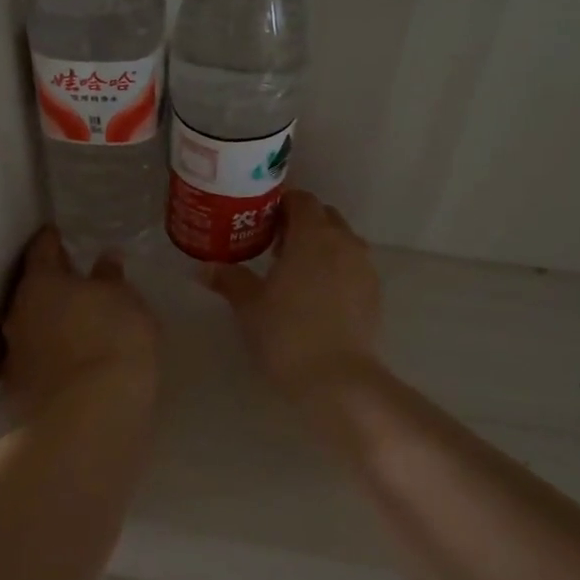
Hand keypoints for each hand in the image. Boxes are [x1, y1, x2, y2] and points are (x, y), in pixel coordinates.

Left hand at [1, 228, 158, 416]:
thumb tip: (104, 262)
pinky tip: (78, 360)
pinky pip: (41, 358)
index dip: (52, 239)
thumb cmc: (112, 341)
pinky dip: (57, 353)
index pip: (42, 249)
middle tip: (77, 280)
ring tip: (82, 323)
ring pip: (35, 326)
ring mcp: (16, 354)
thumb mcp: (126, 302)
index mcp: (41, 282)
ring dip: (54, 321)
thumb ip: (113, 280)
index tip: (59, 233)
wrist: (88, 419)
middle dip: (54, 284)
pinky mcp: (22, 389)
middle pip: (34, 290)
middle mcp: (18, 313)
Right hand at [203, 191, 381, 398]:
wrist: (337, 379)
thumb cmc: (286, 334)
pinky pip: (352, 266)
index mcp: (312, 235)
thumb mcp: (249, 306)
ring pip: (341, 241)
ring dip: (320, 245)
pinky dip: (335, 268)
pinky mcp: (374, 292)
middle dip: (301, 223)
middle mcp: (343, 242)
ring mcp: (364, 267)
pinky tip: (316, 294)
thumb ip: (229, 280)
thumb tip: (205, 267)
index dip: (280, 204)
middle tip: (273, 244)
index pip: (301, 199)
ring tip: (294, 270)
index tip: (260, 219)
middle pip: (324, 216)